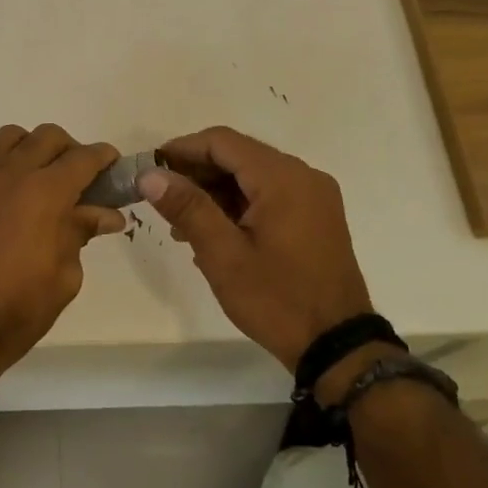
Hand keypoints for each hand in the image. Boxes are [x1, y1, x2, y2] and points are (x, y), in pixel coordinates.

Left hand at [0, 124, 125, 403]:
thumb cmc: (18, 308)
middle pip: (46, 136)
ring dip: (32, 150)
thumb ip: (81, 233)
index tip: (113, 167)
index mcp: (46, 192)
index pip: (84, 157)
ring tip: (39, 181)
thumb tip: (105, 214)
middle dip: (70, 149)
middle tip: (79, 179)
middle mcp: (11, 175)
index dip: (104, 158)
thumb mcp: (65, 276)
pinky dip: (3, 173)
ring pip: (9, 140)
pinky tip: (7, 206)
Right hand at [141, 126, 371, 369]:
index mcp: (283, 178)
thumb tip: (150, 175)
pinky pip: (270, 195)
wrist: (337, 345)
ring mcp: (314, 197)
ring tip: (179, 222)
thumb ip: (187, 208)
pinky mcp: (316, 217)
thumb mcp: (223, 255)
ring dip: (215, 191)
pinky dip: (238, 205)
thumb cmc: (276, 299)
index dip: (182, 148)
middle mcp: (303, 176)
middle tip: (160, 196)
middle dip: (197, 171)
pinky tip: (213, 232)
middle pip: (239, 156)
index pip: (223, 142)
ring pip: (253, 176)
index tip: (150, 166)